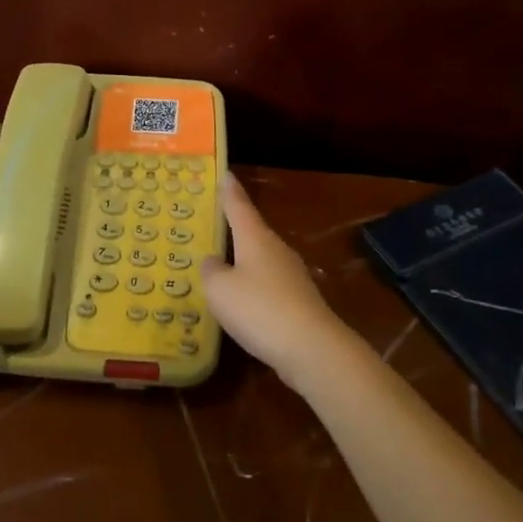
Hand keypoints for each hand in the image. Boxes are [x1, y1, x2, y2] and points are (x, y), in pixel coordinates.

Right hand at [200, 174, 351, 393]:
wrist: (311, 348)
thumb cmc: (259, 308)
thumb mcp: (219, 289)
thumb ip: (211, 271)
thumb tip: (213, 261)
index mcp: (255, 238)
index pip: (238, 206)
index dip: (229, 190)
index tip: (224, 173)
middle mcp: (276, 249)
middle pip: (252, 231)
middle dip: (234, 226)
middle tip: (213, 220)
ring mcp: (291, 275)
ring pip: (261, 258)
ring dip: (243, 258)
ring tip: (221, 263)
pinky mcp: (298, 300)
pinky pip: (268, 284)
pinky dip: (253, 286)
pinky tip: (242, 299)